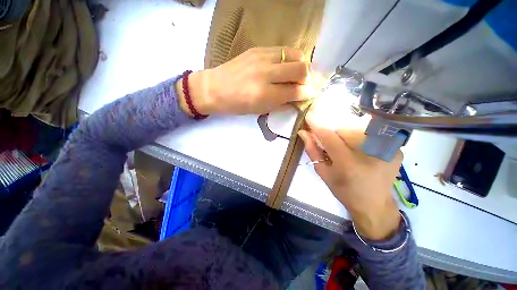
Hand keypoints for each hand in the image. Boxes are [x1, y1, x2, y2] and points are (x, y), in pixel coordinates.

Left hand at [177, 47, 320, 115]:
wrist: (214, 89)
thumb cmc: (236, 105)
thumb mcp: (260, 110)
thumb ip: (281, 104)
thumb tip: (298, 99)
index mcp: (265, 94)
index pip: (296, 91)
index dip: (306, 94)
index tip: (308, 95)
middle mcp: (266, 73)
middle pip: (301, 69)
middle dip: (307, 78)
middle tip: (304, 85)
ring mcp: (262, 57)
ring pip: (295, 54)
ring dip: (301, 65)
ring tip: (296, 74)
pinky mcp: (258, 49)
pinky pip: (283, 50)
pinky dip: (289, 58)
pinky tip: (285, 66)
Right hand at [298, 112, 401, 240]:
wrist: (375, 204)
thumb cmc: (344, 191)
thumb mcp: (323, 173)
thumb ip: (312, 151)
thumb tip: (303, 132)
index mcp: (349, 164)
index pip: (330, 137)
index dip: (318, 125)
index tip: (309, 116)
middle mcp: (371, 154)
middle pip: (345, 129)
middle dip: (334, 131)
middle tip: (330, 141)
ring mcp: (388, 150)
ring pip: (359, 128)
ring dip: (346, 133)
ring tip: (345, 146)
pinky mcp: (397, 149)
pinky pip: (372, 133)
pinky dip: (360, 137)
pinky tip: (359, 148)